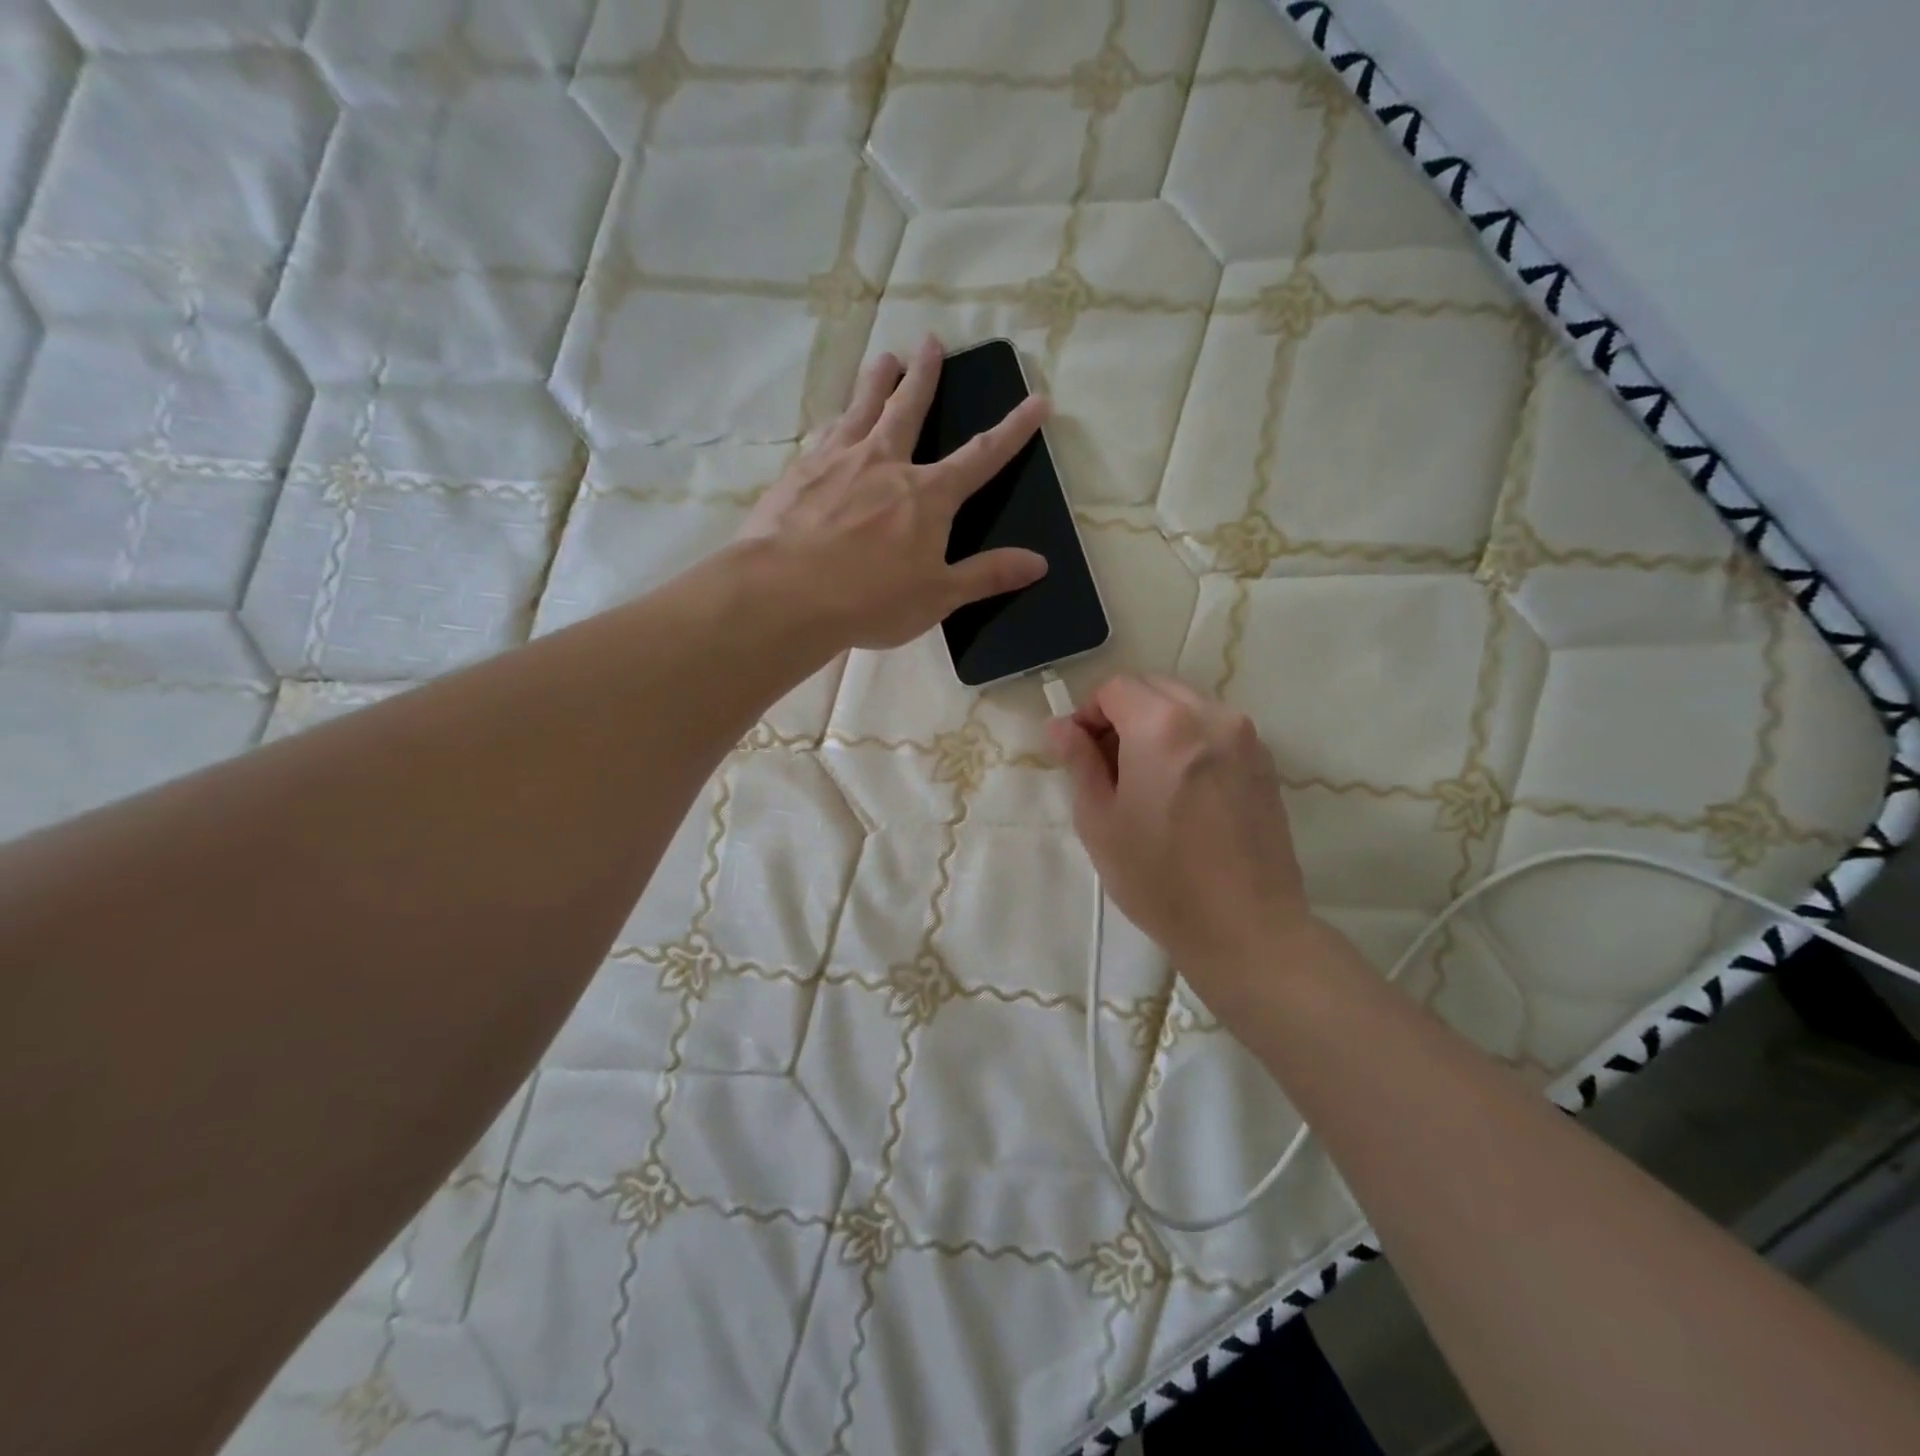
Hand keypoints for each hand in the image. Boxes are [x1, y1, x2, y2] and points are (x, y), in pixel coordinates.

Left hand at [738, 335, 1050, 649]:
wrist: (785, 594)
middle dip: (925, 377)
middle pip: (910, 410)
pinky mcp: (800, 473)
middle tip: (931, 342)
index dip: (1013, 430)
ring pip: (863, 410)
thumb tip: (1040, 563)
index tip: (1036, 401)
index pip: (982, 456)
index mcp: (927, 495)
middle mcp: (885, 464)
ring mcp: (838, 462)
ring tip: (885, 358)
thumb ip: (987, 575)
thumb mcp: (939, 596)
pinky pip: (825, 435)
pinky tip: (834, 419)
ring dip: (877, 382)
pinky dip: (837, 420)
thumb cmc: (871, 600)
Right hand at [1048, 675, 1317, 1015]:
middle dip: (1123, 714)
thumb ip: (1078, 762)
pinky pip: (1215, 730)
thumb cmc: (1158, 878)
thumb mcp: (1099, 820)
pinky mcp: (1265, 762)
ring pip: (1186, 706)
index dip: (1088, 714)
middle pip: (1153, 688)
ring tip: (1146, 780)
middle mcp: (1209, 715)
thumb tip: (1060, 726)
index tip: (1078, 752)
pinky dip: (1189, 741)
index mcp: (1162, 725)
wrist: (1246, 927)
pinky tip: (1181, 791)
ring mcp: (1245, 737)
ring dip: (1157, 726)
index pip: (1115, 688)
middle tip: (1107, 766)